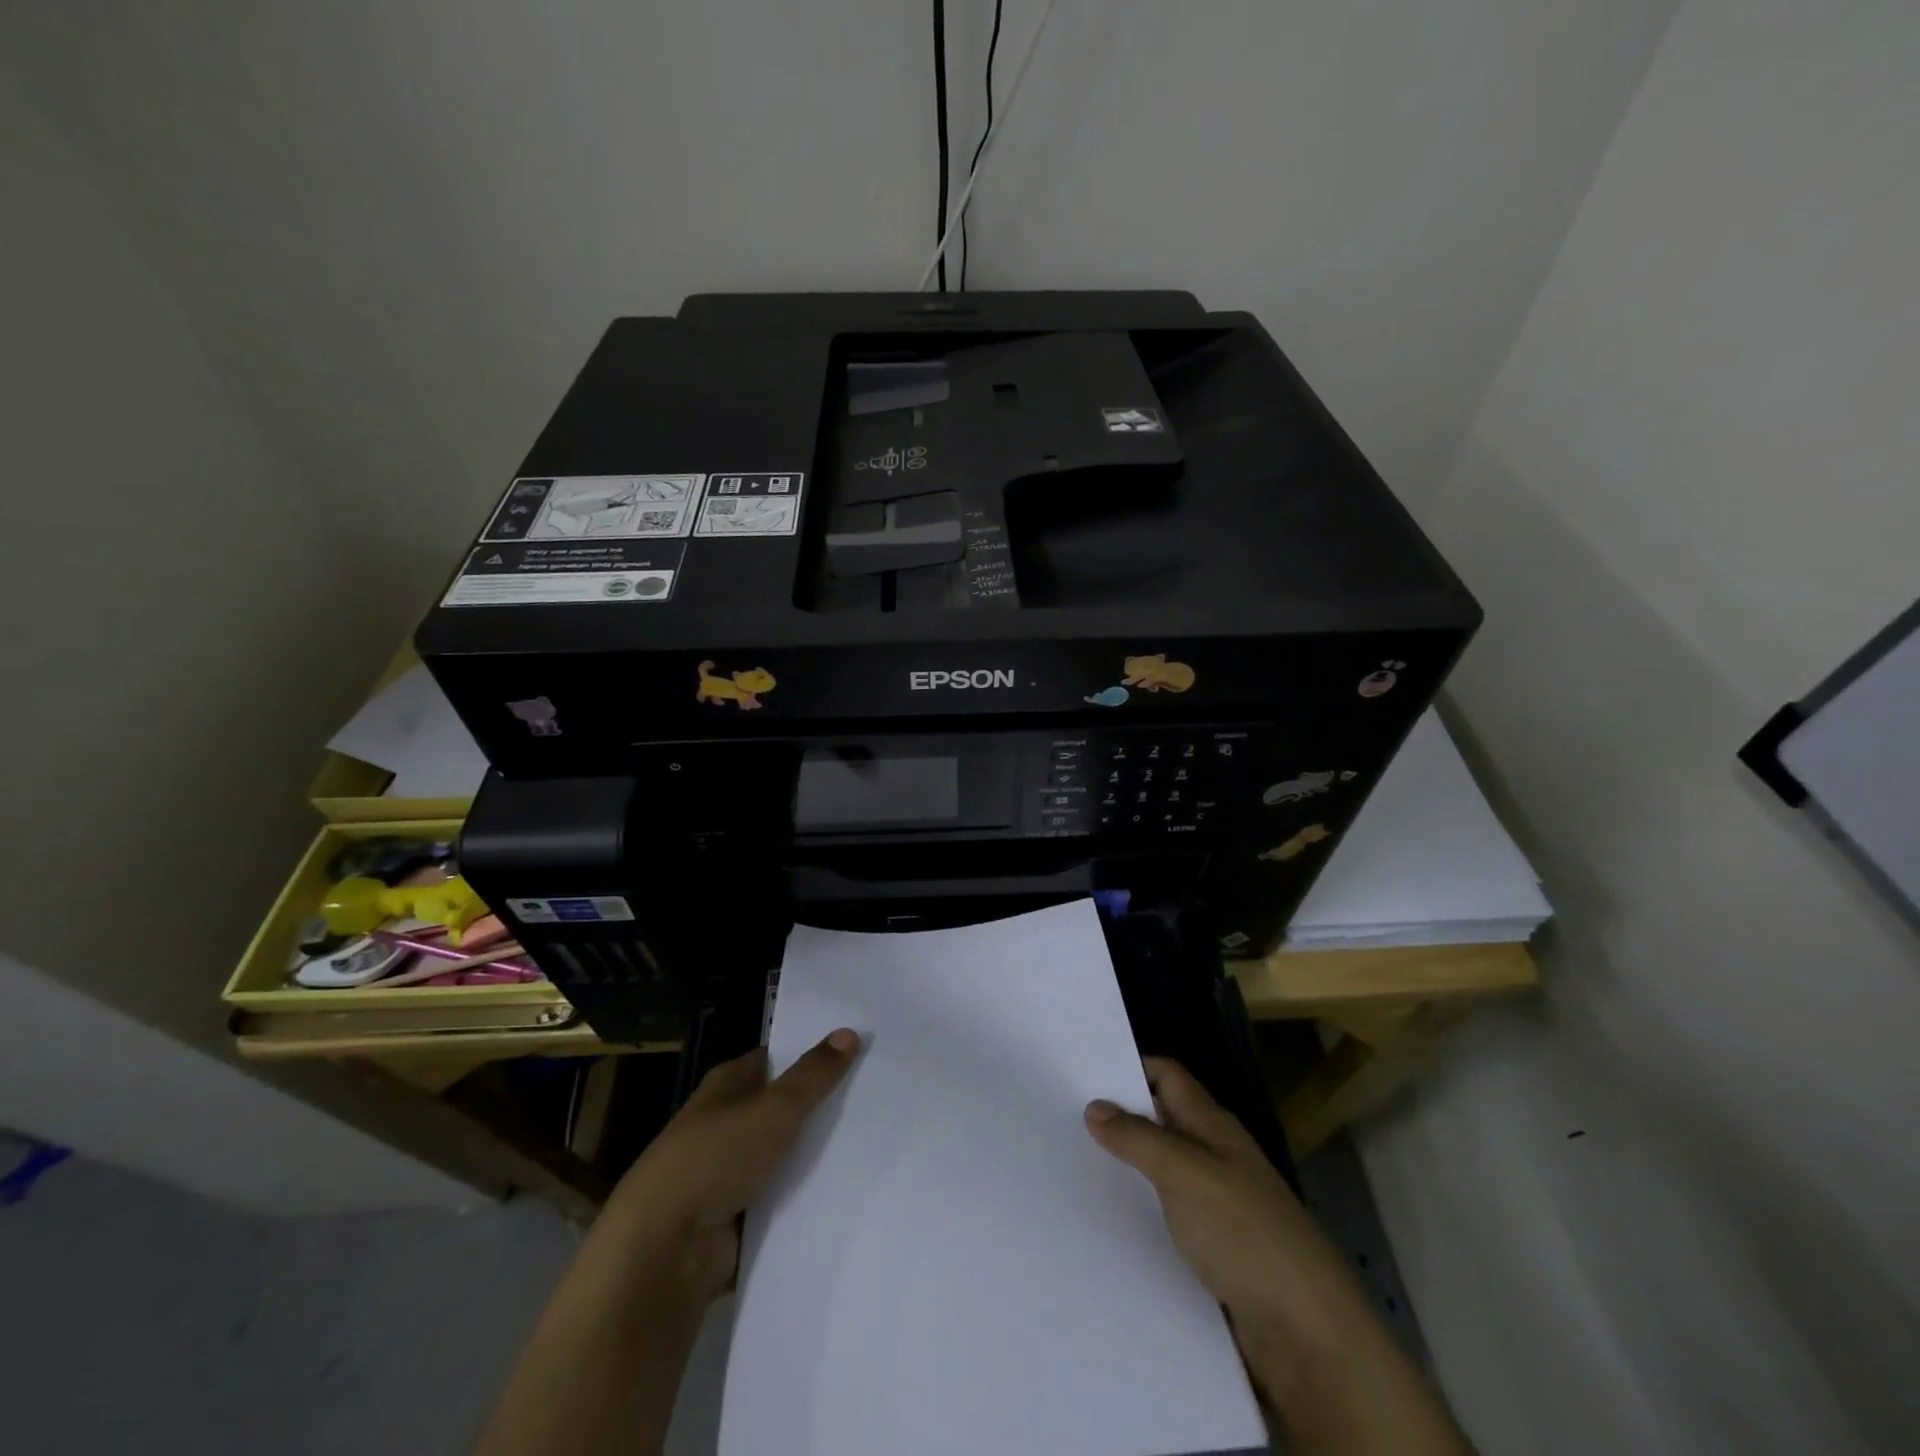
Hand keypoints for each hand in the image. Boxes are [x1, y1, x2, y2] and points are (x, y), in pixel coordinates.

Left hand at [607, 1028, 860, 1306]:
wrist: (664, 1252)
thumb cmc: (716, 1159)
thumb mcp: (774, 1109)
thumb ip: (814, 1075)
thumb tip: (849, 1032)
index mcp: (727, 1085)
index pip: (774, 1059)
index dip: (809, 1053)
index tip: (854, 1050)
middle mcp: (725, 1123)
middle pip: (781, 1107)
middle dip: (819, 1105)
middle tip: (875, 1095)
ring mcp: (728, 1172)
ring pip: (783, 1154)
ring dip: (814, 1155)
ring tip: (873, 1142)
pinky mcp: (735, 1218)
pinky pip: (780, 1199)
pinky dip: (803, 1197)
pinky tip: (846, 1191)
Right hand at [1084, 1057, 1337, 1331]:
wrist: (1309, 1337)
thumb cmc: (1247, 1236)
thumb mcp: (1187, 1175)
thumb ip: (1139, 1139)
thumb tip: (1095, 1106)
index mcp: (1214, 1127)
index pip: (1167, 1076)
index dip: (1129, 1068)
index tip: (1081, 1074)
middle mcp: (1215, 1158)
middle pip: (1161, 1122)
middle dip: (1118, 1119)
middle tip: (1063, 1121)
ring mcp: (1218, 1206)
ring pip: (1162, 1172)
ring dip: (1125, 1170)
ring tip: (1072, 1170)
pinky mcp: (1215, 1252)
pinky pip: (1168, 1219)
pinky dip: (1140, 1215)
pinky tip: (1107, 1226)